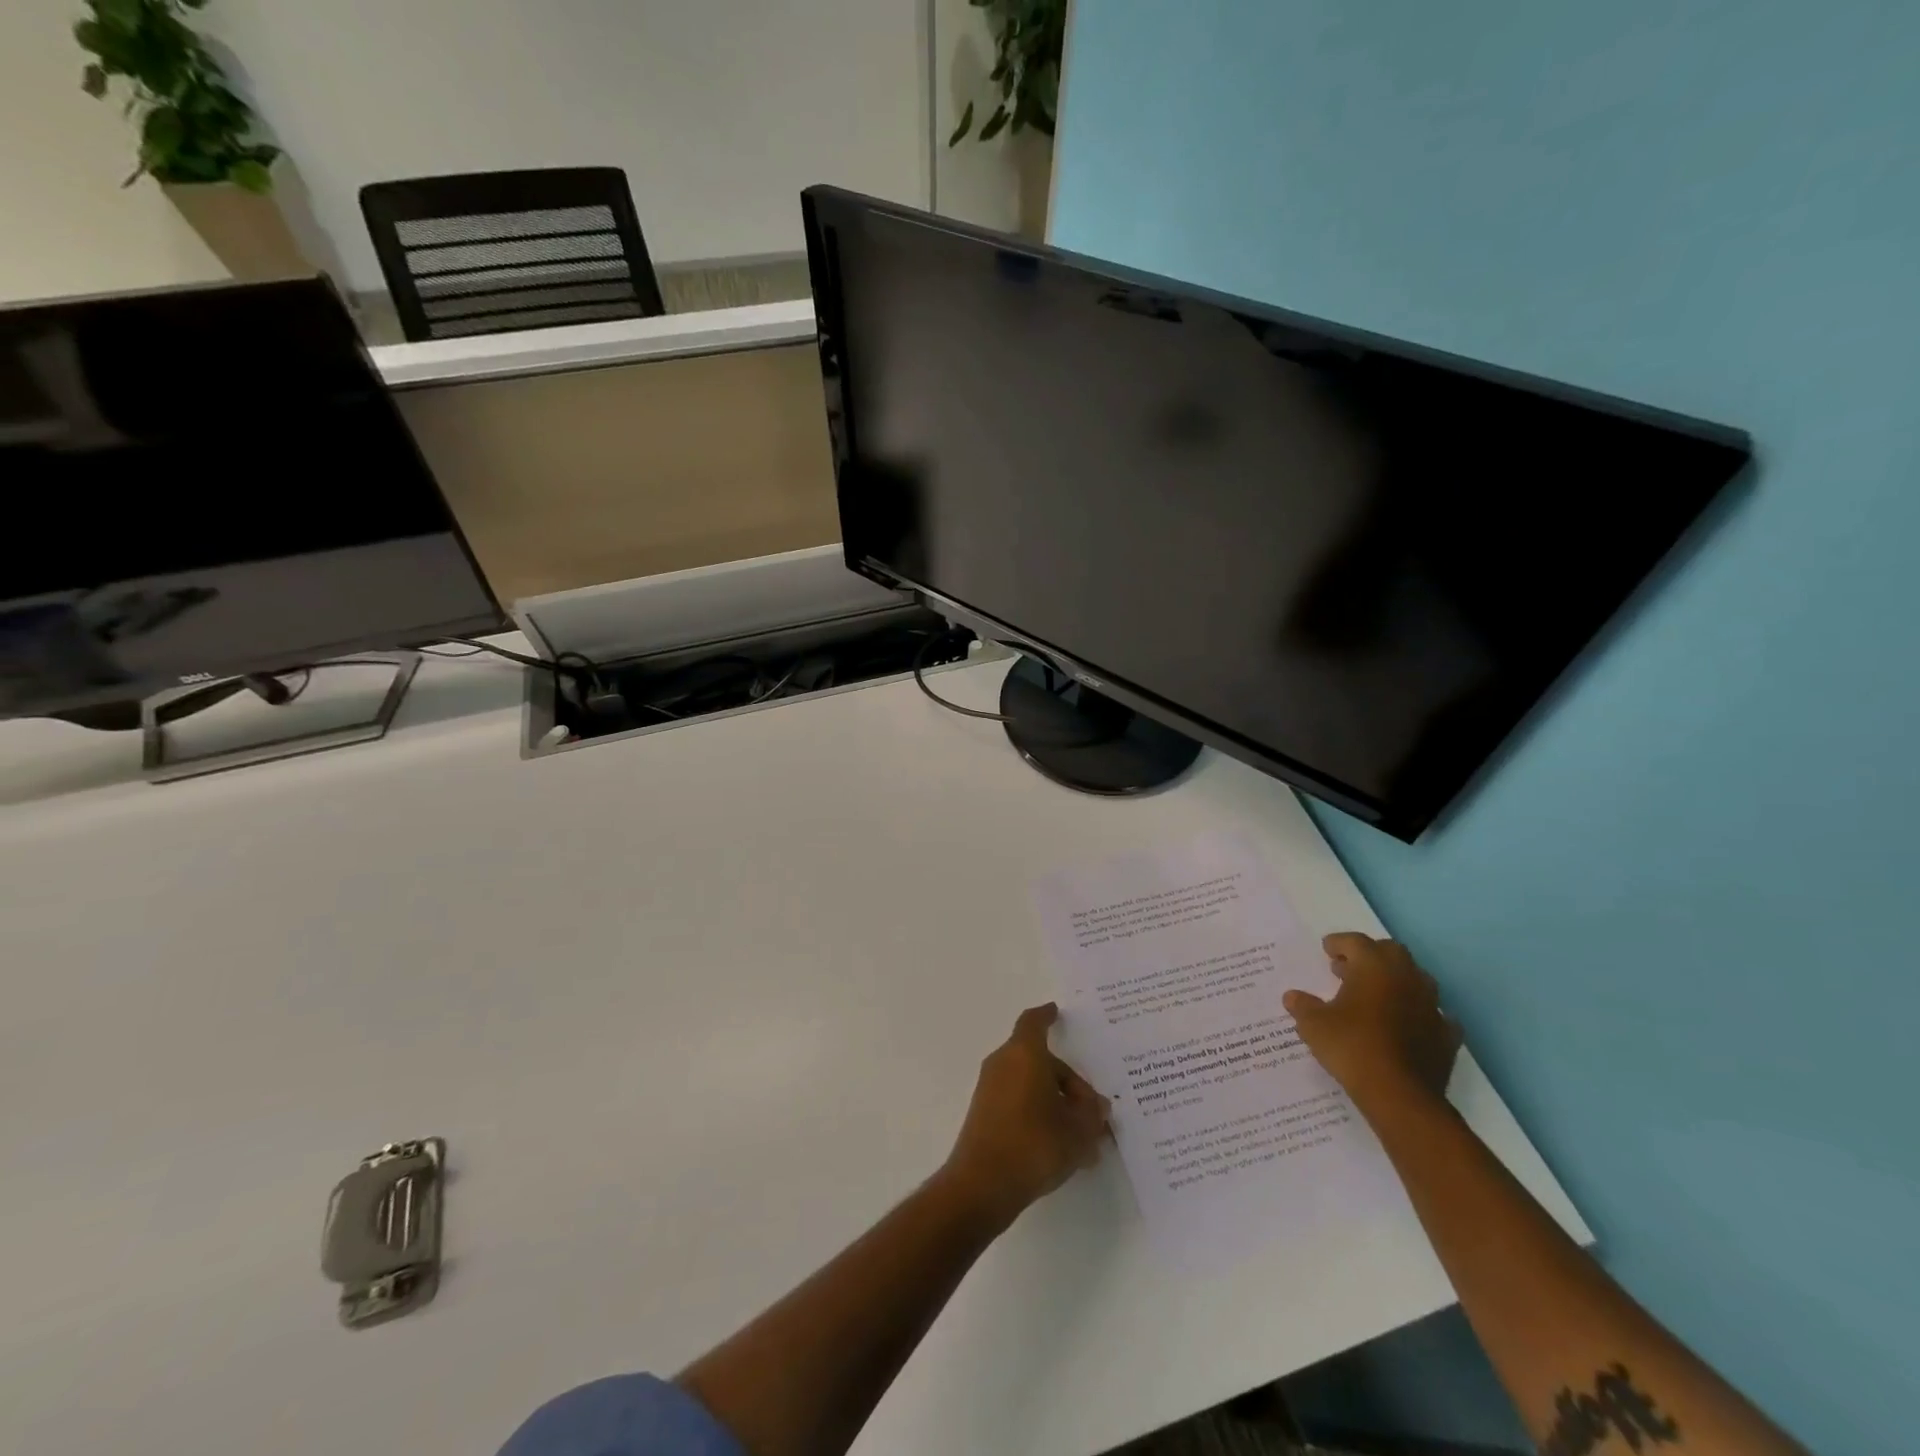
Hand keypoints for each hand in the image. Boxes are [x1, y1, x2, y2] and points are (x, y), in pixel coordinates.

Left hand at [939, 1004, 1109, 1229]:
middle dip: (1068, 1081)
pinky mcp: (984, 1114)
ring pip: (1030, 1084)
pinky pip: (1018, 1102)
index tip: (1056, 1012)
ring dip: (1056, 1103)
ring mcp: (990, 1089)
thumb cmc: (1034, 1143)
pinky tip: (1061, 1150)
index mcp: (1025, 1053)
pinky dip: (1039, 1115)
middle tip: (1093, 1110)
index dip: (1047, 1016)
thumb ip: (1092, 1114)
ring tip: (1084, 1138)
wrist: (982, 1184)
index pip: (1034, 1022)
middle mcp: (1003, 1063)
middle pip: (1040, 1060)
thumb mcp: (1078, 1131)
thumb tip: (1097, 1106)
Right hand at [1284, 933, 1461, 1116]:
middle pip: (1391, 952)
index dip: (1339, 943)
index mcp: (1374, 967)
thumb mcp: (1314, 1025)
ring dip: (1396, 981)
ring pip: (1416, 979)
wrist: (1400, 1095)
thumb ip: (1303, 1006)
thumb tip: (1292, 997)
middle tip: (1349, 969)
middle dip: (1370, 955)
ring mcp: (1431, 1006)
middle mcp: (1406, 978)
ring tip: (1376, 995)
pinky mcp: (1446, 1035)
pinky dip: (1419, 1013)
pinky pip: (1434, 1014)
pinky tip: (1408, 1024)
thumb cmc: (1352, 1047)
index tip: (1327, 950)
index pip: (1356, 942)